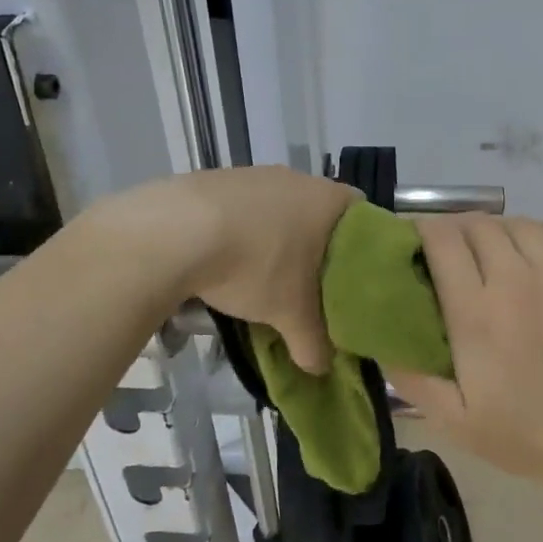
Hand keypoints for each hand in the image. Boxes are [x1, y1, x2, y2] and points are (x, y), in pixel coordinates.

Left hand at [127, 166, 358, 373]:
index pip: (366, 217)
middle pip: (320, 214)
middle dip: (316, 247)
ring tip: (264, 275)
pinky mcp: (218, 178)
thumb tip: (320, 366)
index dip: (365, 247)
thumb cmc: (256, 265)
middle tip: (310, 284)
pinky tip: (226, 259)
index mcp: (331, 201)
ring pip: (280, 210)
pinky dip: (242, 231)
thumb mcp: (290, 314)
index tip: (353, 277)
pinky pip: (243, 208)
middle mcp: (299, 178)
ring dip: (276, 238)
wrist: (176, 231)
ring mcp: (257, 174)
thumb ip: (313, 342)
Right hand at [387, 215, 542, 496]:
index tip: (417, 241)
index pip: (442, 240)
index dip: (424, 231)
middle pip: (479, 225)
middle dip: (458, 230)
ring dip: (500, 231)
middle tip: (455, 251)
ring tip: (497, 251)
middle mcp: (519, 282)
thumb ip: (411, 376)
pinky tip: (539, 250)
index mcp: (476, 314)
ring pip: (521, 224)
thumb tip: (378, 336)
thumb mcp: (454, 421)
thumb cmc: (526, 437)